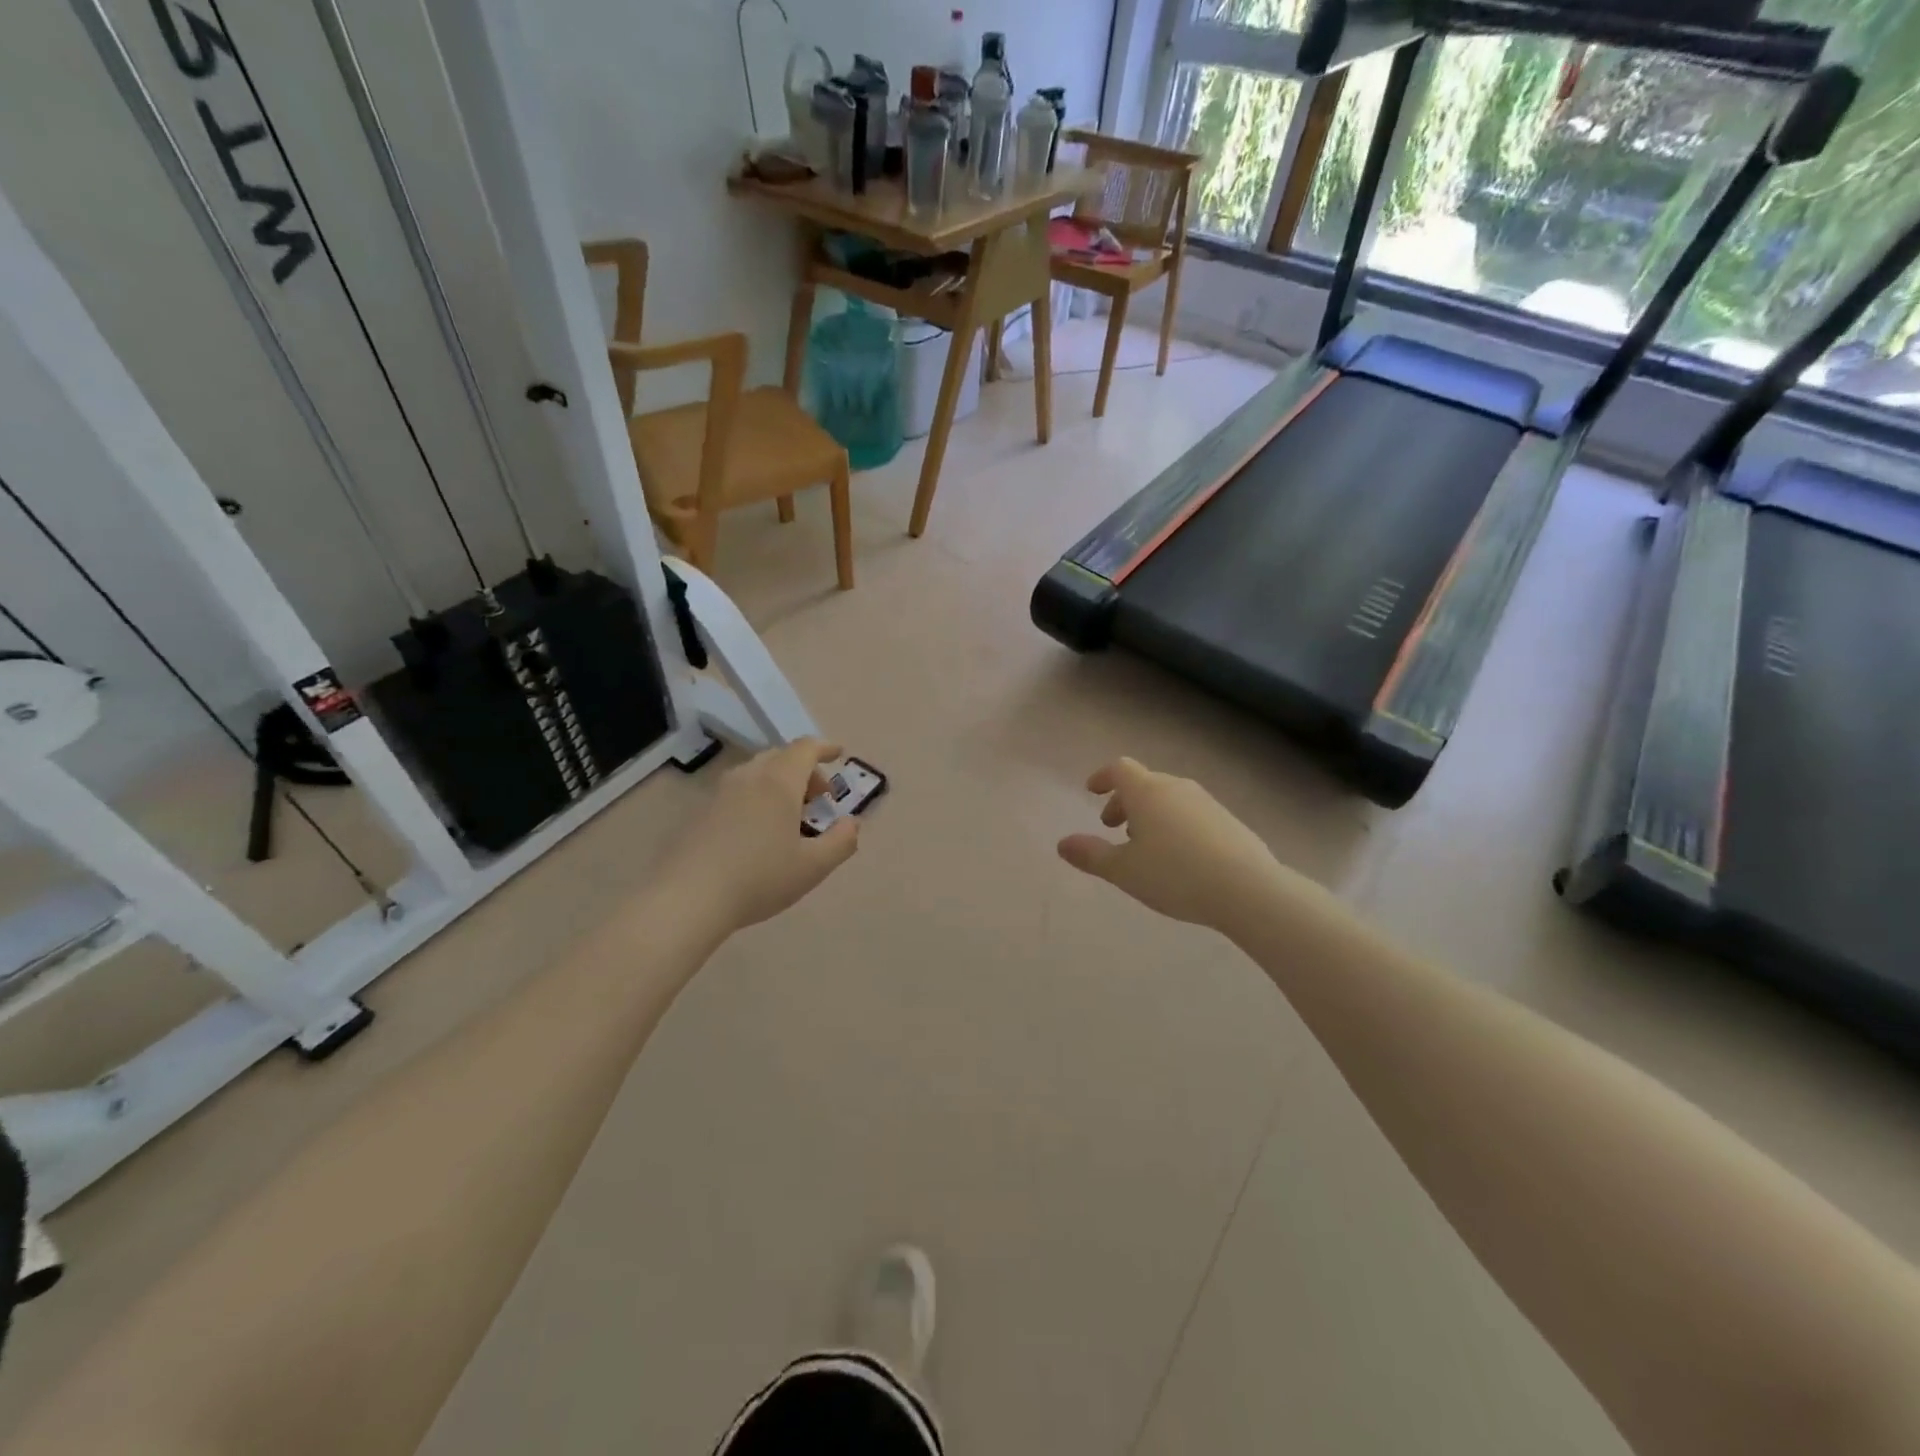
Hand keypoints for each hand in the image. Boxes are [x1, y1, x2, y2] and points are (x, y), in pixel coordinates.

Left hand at [662, 739, 859, 930]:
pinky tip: (758, 833)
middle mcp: (749, 777)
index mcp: (779, 782)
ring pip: (757, 773)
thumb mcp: (813, 867)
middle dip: (805, 771)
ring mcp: (720, 792)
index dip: (825, 748)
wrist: (688, 898)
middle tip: (818, 800)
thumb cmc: (759, 878)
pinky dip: (757, 798)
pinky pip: (738, 791)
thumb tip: (851, 823)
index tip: (839, 755)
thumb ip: (841, 841)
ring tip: (789, 819)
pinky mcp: (700, 812)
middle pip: (781, 757)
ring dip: (779, 784)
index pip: (805, 748)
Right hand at [1058, 758, 1286, 931]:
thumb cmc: (1175, 875)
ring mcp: (1206, 802)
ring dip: (1150, 813)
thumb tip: (1062, 843)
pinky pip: (1191, 813)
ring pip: (1169, 798)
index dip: (1102, 777)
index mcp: (1147, 792)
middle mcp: (1176, 788)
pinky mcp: (1228, 820)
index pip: (1120, 769)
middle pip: (1144, 783)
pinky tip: (1179, 856)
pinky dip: (1175, 824)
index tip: (1091, 792)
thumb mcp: (1124, 870)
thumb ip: (1091, 855)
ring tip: (1145, 845)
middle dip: (1124, 801)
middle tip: (1113, 827)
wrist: (1247, 889)